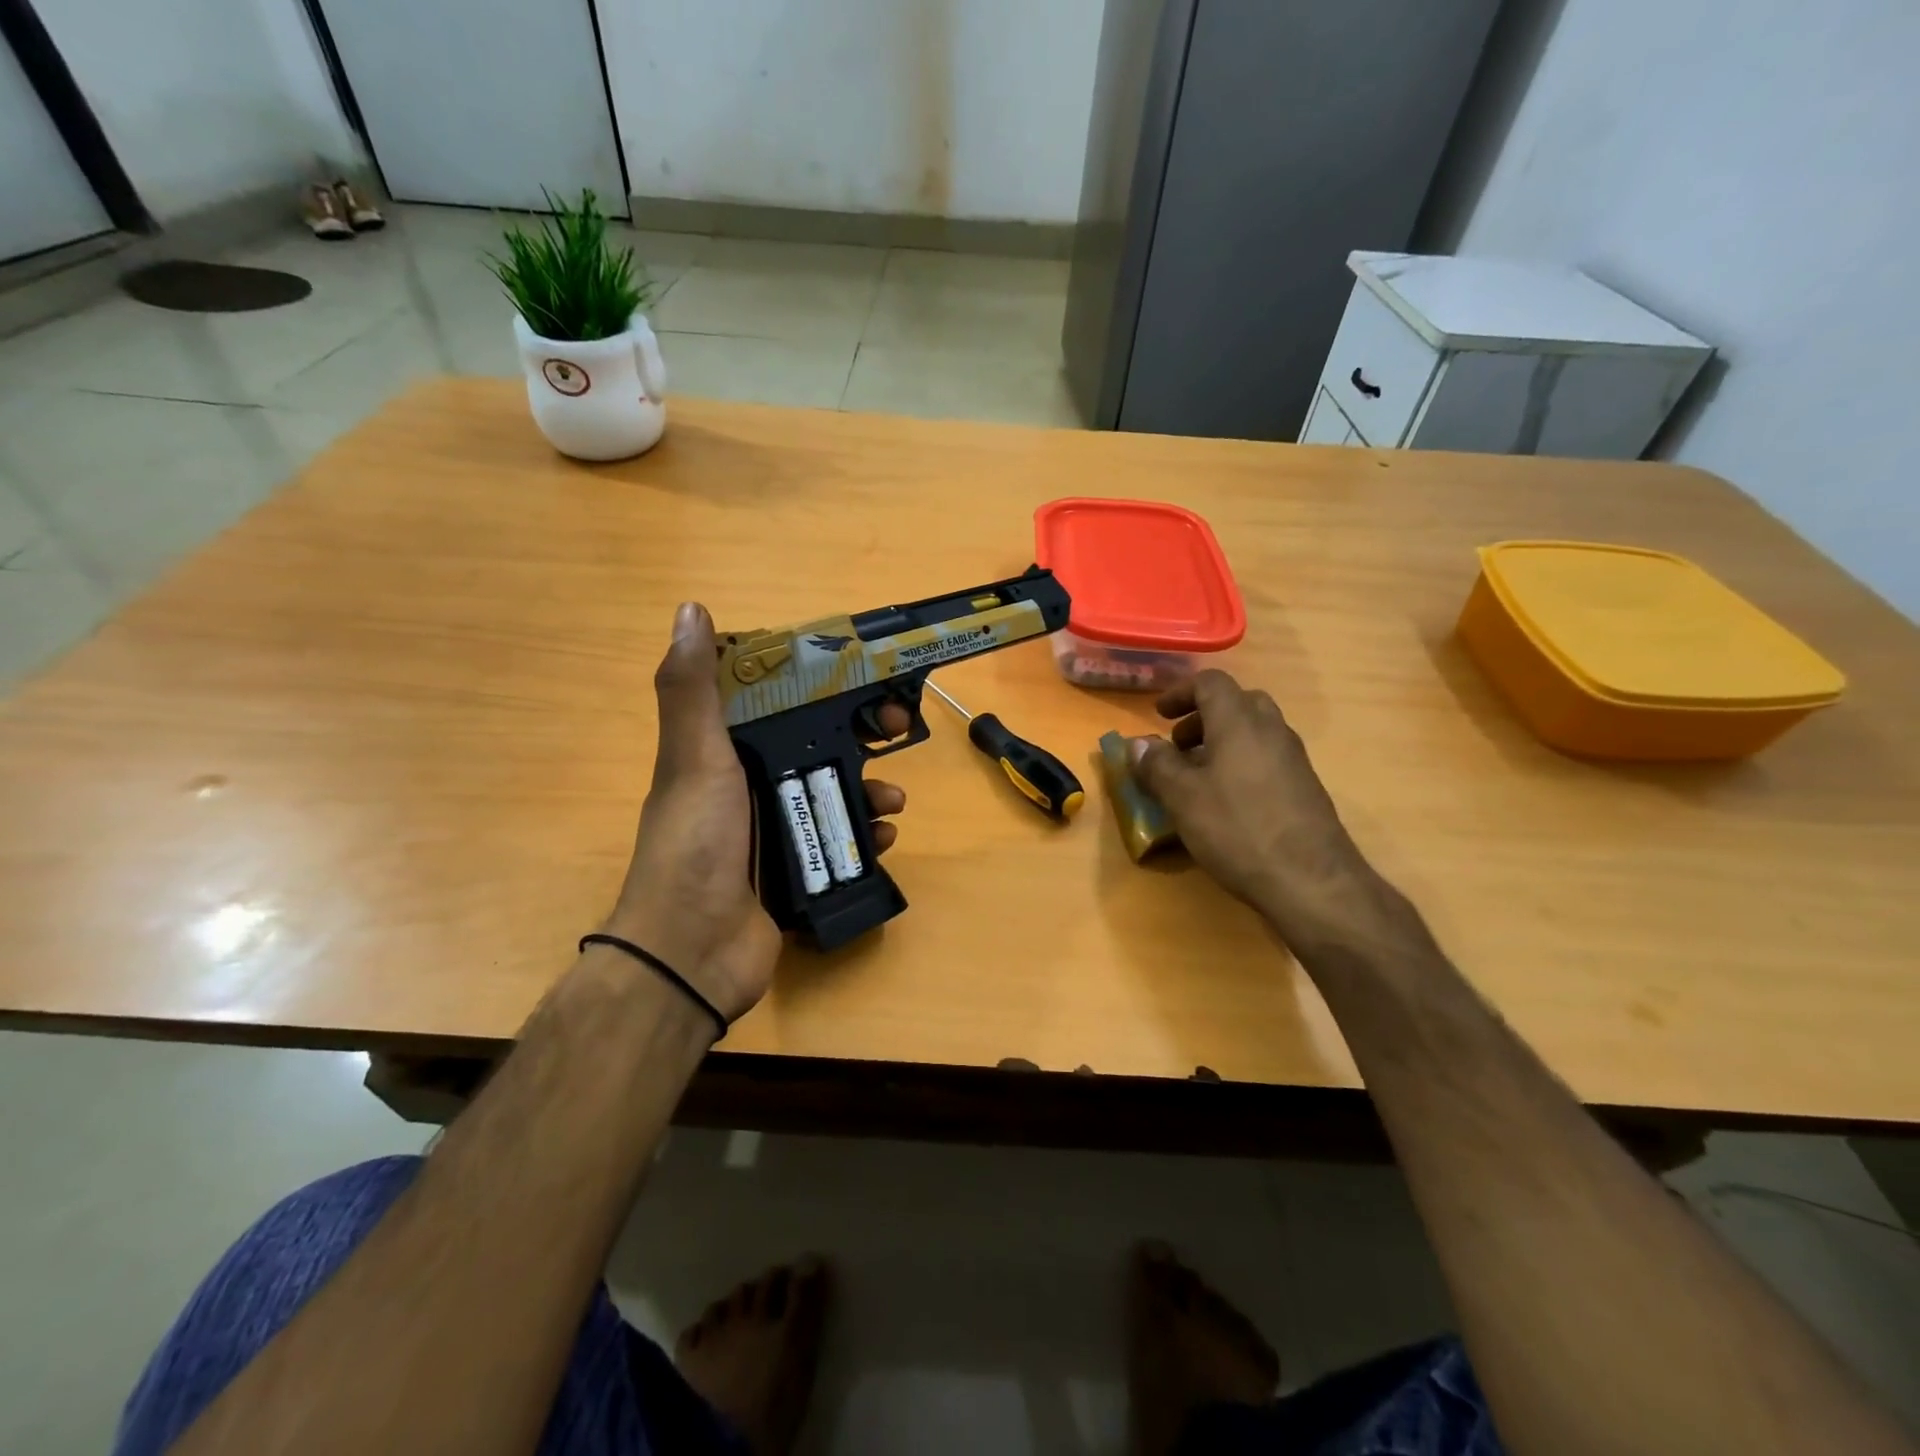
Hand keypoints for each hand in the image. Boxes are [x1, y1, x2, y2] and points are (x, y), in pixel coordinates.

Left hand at [607, 602, 906, 1022]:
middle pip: (813, 746)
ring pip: (833, 793)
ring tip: (894, 800)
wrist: (692, 952)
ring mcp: (773, 830)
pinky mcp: (796, 870)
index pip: (772, 702)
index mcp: (721, 753)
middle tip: (894, 728)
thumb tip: (689, 609)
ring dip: (870, 789)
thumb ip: (691, 689)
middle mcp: (747, 786)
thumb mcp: (693, 758)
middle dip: (857, 735)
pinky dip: (868, 835)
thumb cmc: (695, 844)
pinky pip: (842, 841)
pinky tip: (884, 838)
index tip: (853, 675)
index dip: (813, 684)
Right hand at [1129, 671, 1413, 963]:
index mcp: (1239, 721)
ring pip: (1254, 731)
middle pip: (1238, 702)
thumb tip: (1138, 744)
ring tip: (1196, 775)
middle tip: (1179, 744)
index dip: (1180, 692)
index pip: (1211, 683)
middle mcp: (1271, 730)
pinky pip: (1267, 757)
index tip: (1158, 714)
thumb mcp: (1182, 798)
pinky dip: (1241, 762)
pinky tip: (1226, 801)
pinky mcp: (1305, 787)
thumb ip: (1157, 765)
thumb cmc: (1237, 829)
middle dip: (1203, 717)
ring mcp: (1293, 758)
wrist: (1311, 880)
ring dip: (1222, 740)